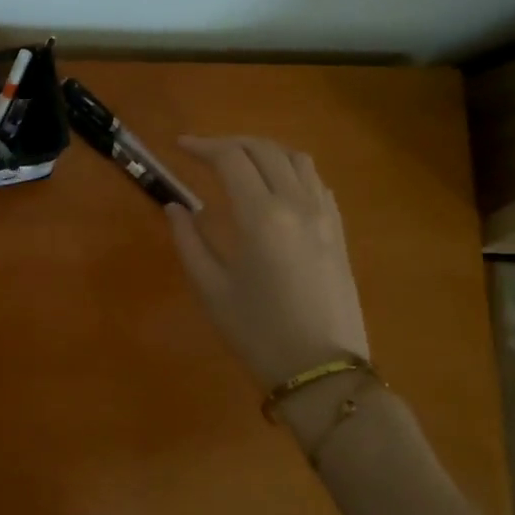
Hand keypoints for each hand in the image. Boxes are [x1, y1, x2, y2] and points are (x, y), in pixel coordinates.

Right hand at [166, 136, 368, 389]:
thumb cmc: (258, 333)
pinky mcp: (338, 231)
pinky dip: (290, 168)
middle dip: (229, 143)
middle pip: (264, 149)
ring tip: (238, 161)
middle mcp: (297, 204)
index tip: (179, 146)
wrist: (323, 371)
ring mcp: (324, 215)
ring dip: (263, 150)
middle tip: (202, 152)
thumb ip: (188, 240)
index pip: (231, 159)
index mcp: (261, 216)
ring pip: (295, 158)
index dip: (202, 146)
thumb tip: (175, 207)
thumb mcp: (211, 289)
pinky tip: (275, 185)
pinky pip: (315, 181)